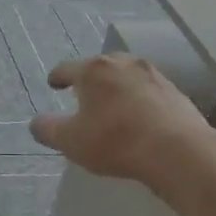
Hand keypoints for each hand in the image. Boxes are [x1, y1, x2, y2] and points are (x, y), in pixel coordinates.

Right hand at [29, 53, 211, 190]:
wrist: (178, 151)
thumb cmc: (115, 141)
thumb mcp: (70, 141)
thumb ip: (48, 130)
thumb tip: (36, 123)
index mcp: (93, 70)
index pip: (67, 68)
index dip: (57, 77)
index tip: (53, 84)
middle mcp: (123, 64)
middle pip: (100, 67)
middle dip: (90, 79)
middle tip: (83, 94)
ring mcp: (153, 76)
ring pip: (127, 77)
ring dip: (118, 88)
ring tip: (113, 105)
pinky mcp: (176, 92)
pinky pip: (149, 93)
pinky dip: (140, 101)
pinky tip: (141, 118)